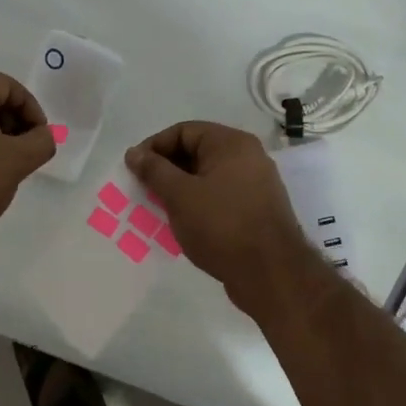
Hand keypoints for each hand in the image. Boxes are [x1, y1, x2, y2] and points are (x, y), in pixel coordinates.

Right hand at [125, 122, 315, 305]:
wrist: (271, 274)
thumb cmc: (222, 226)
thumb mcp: (180, 195)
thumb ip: (154, 170)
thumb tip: (134, 152)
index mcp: (231, 144)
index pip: (183, 131)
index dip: (154, 147)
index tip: (134, 170)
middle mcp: (247, 157)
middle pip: (196, 152)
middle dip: (166, 170)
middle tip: (143, 191)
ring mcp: (254, 185)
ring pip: (206, 178)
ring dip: (179, 190)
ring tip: (158, 210)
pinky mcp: (255, 210)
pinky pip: (219, 197)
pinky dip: (198, 205)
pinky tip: (182, 224)